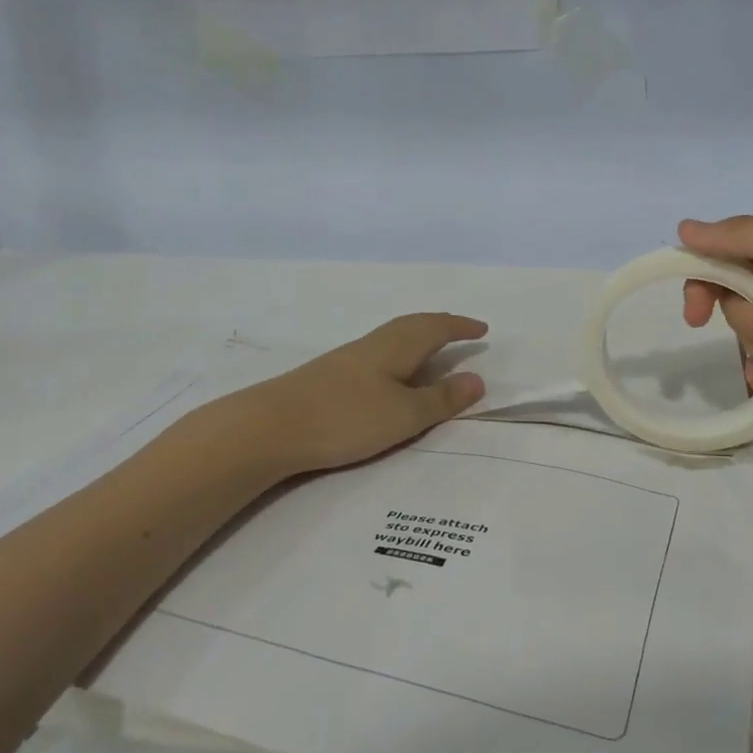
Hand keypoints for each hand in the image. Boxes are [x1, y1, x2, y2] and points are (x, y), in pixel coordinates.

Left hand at [242, 313, 488, 474]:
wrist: (269, 427)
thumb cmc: (345, 417)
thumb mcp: (403, 414)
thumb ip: (441, 398)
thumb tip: (478, 377)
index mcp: (396, 346)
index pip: (436, 327)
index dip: (461, 327)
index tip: (482, 329)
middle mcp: (373, 344)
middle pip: (413, 325)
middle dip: (440, 326)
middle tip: (460, 332)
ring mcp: (348, 358)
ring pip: (393, 339)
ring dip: (418, 340)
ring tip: (432, 353)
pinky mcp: (330, 376)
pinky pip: (378, 354)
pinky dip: (398, 357)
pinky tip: (390, 376)